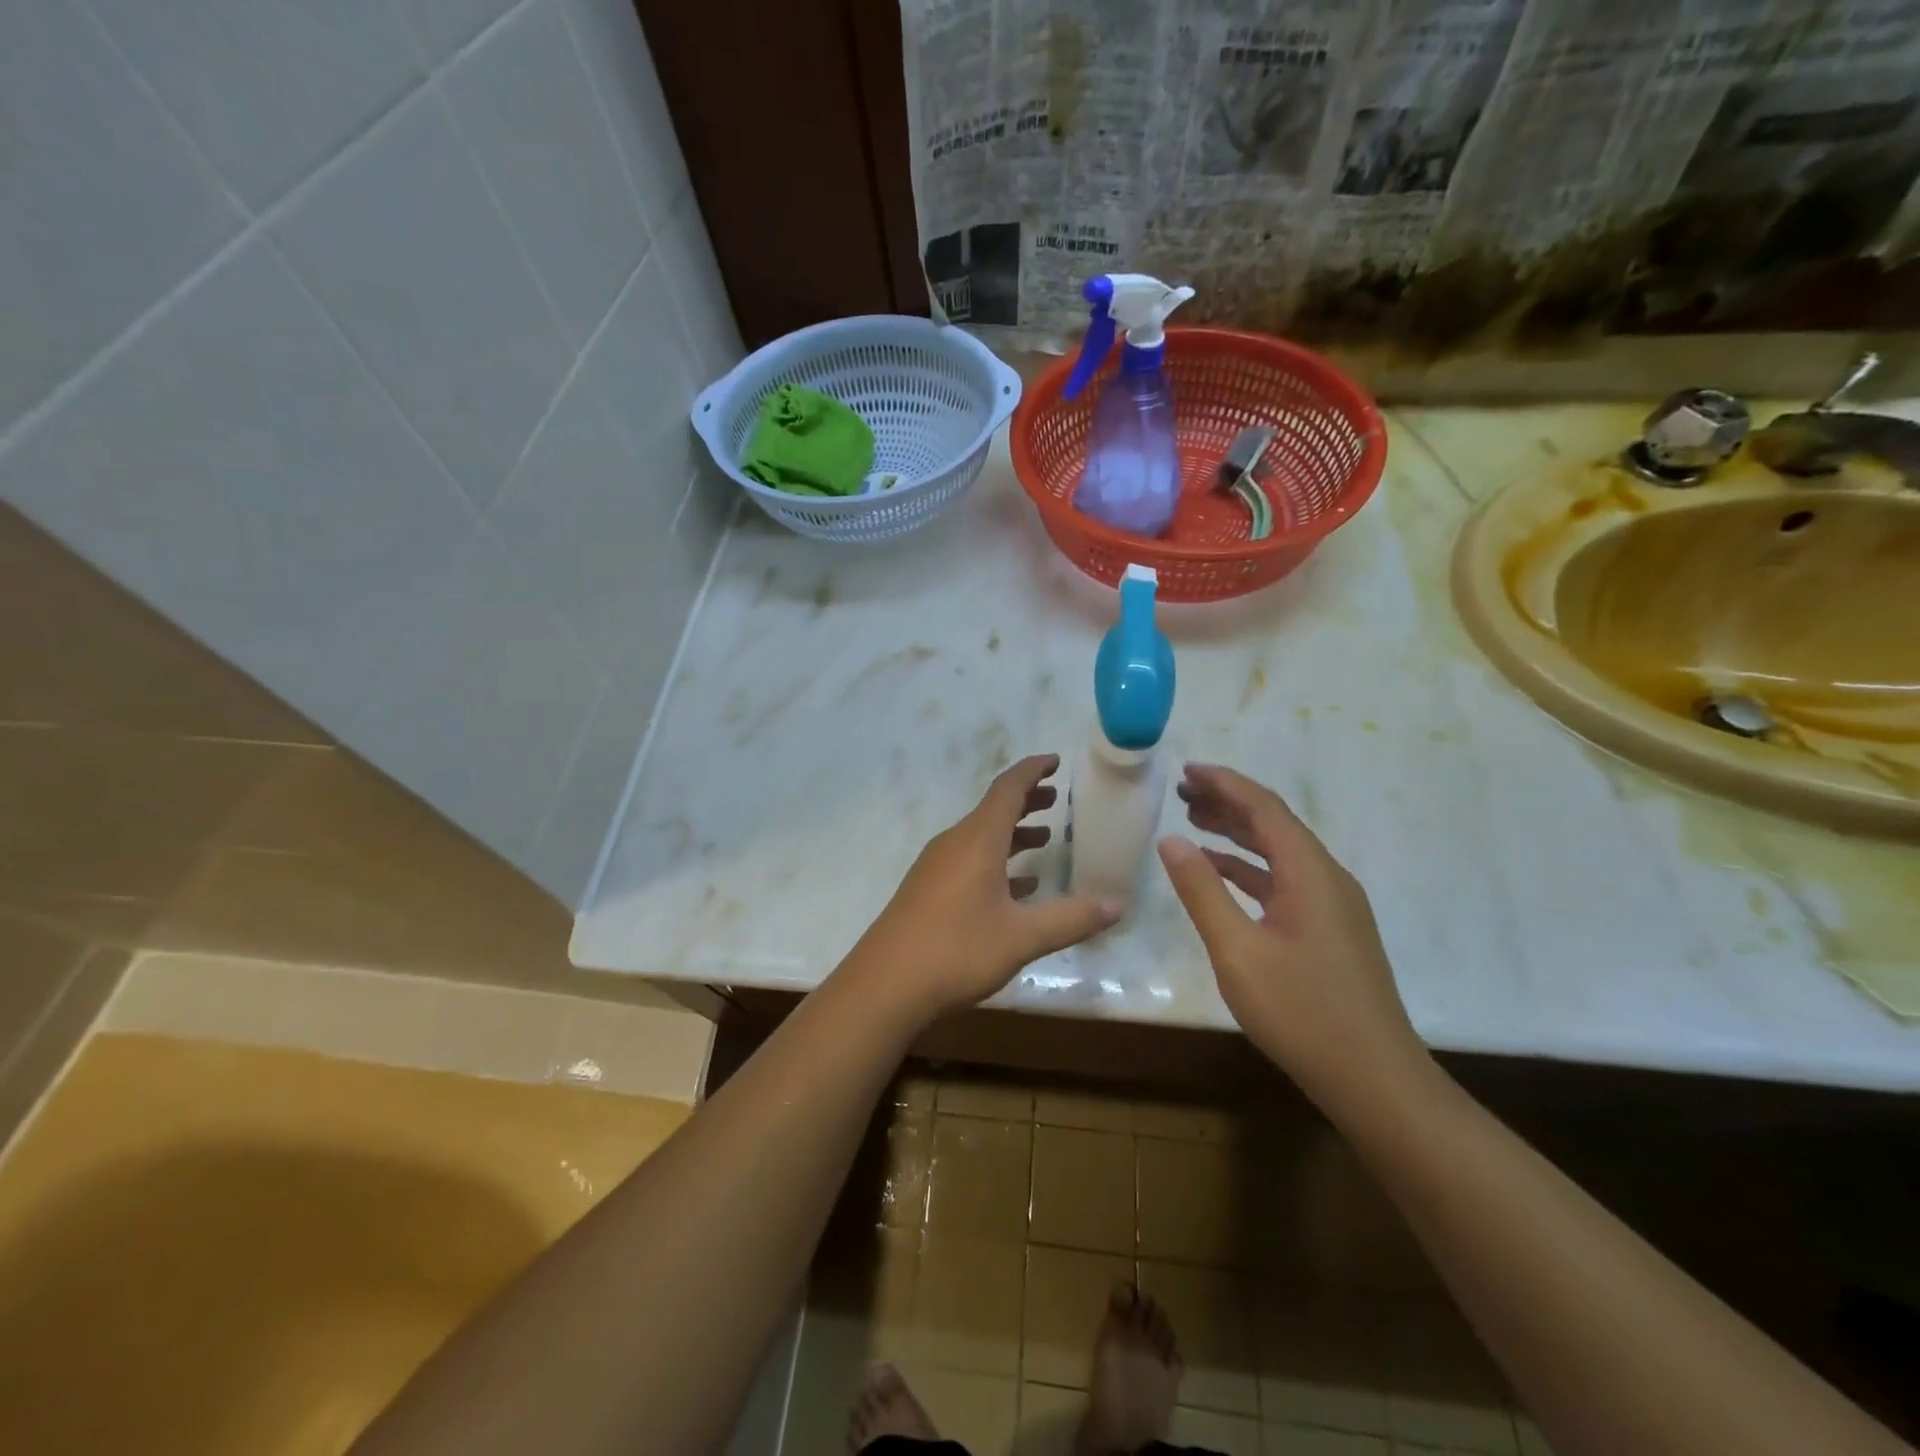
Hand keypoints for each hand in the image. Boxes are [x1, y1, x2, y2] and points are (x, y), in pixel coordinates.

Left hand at [849, 755, 1122, 1019]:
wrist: (885, 985)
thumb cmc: (957, 950)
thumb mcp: (1022, 936)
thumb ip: (1071, 918)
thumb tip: (1119, 905)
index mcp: (977, 840)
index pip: (1008, 788)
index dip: (1033, 770)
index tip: (1055, 761)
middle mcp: (954, 843)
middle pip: (993, 809)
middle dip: (1026, 800)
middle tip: (1055, 798)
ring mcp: (936, 866)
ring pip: (980, 836)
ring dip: (1012, 833)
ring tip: (1043, 838)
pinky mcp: (927, 890)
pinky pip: (968, 861)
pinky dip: (996, 862)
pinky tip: (1016, 886)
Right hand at [1157, 763, 1427, 1105]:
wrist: (1374, 1079)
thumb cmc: (1302, 1012)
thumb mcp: (1237, 951)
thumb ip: (1202, 891)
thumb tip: (1170, 840)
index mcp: (1310, 873)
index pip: (1264, 808)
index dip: (1224, 783)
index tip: (1186, 770)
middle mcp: (1327, 878)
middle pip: (1274, 824)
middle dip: (1228, 803)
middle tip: (1181, 793)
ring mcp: (1334, 906)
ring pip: (1280, 853)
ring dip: (1238, 834)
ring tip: (1193, 822)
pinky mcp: (1331, 930)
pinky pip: (1285, 881)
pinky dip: (1250, 869)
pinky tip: (1222, 874)